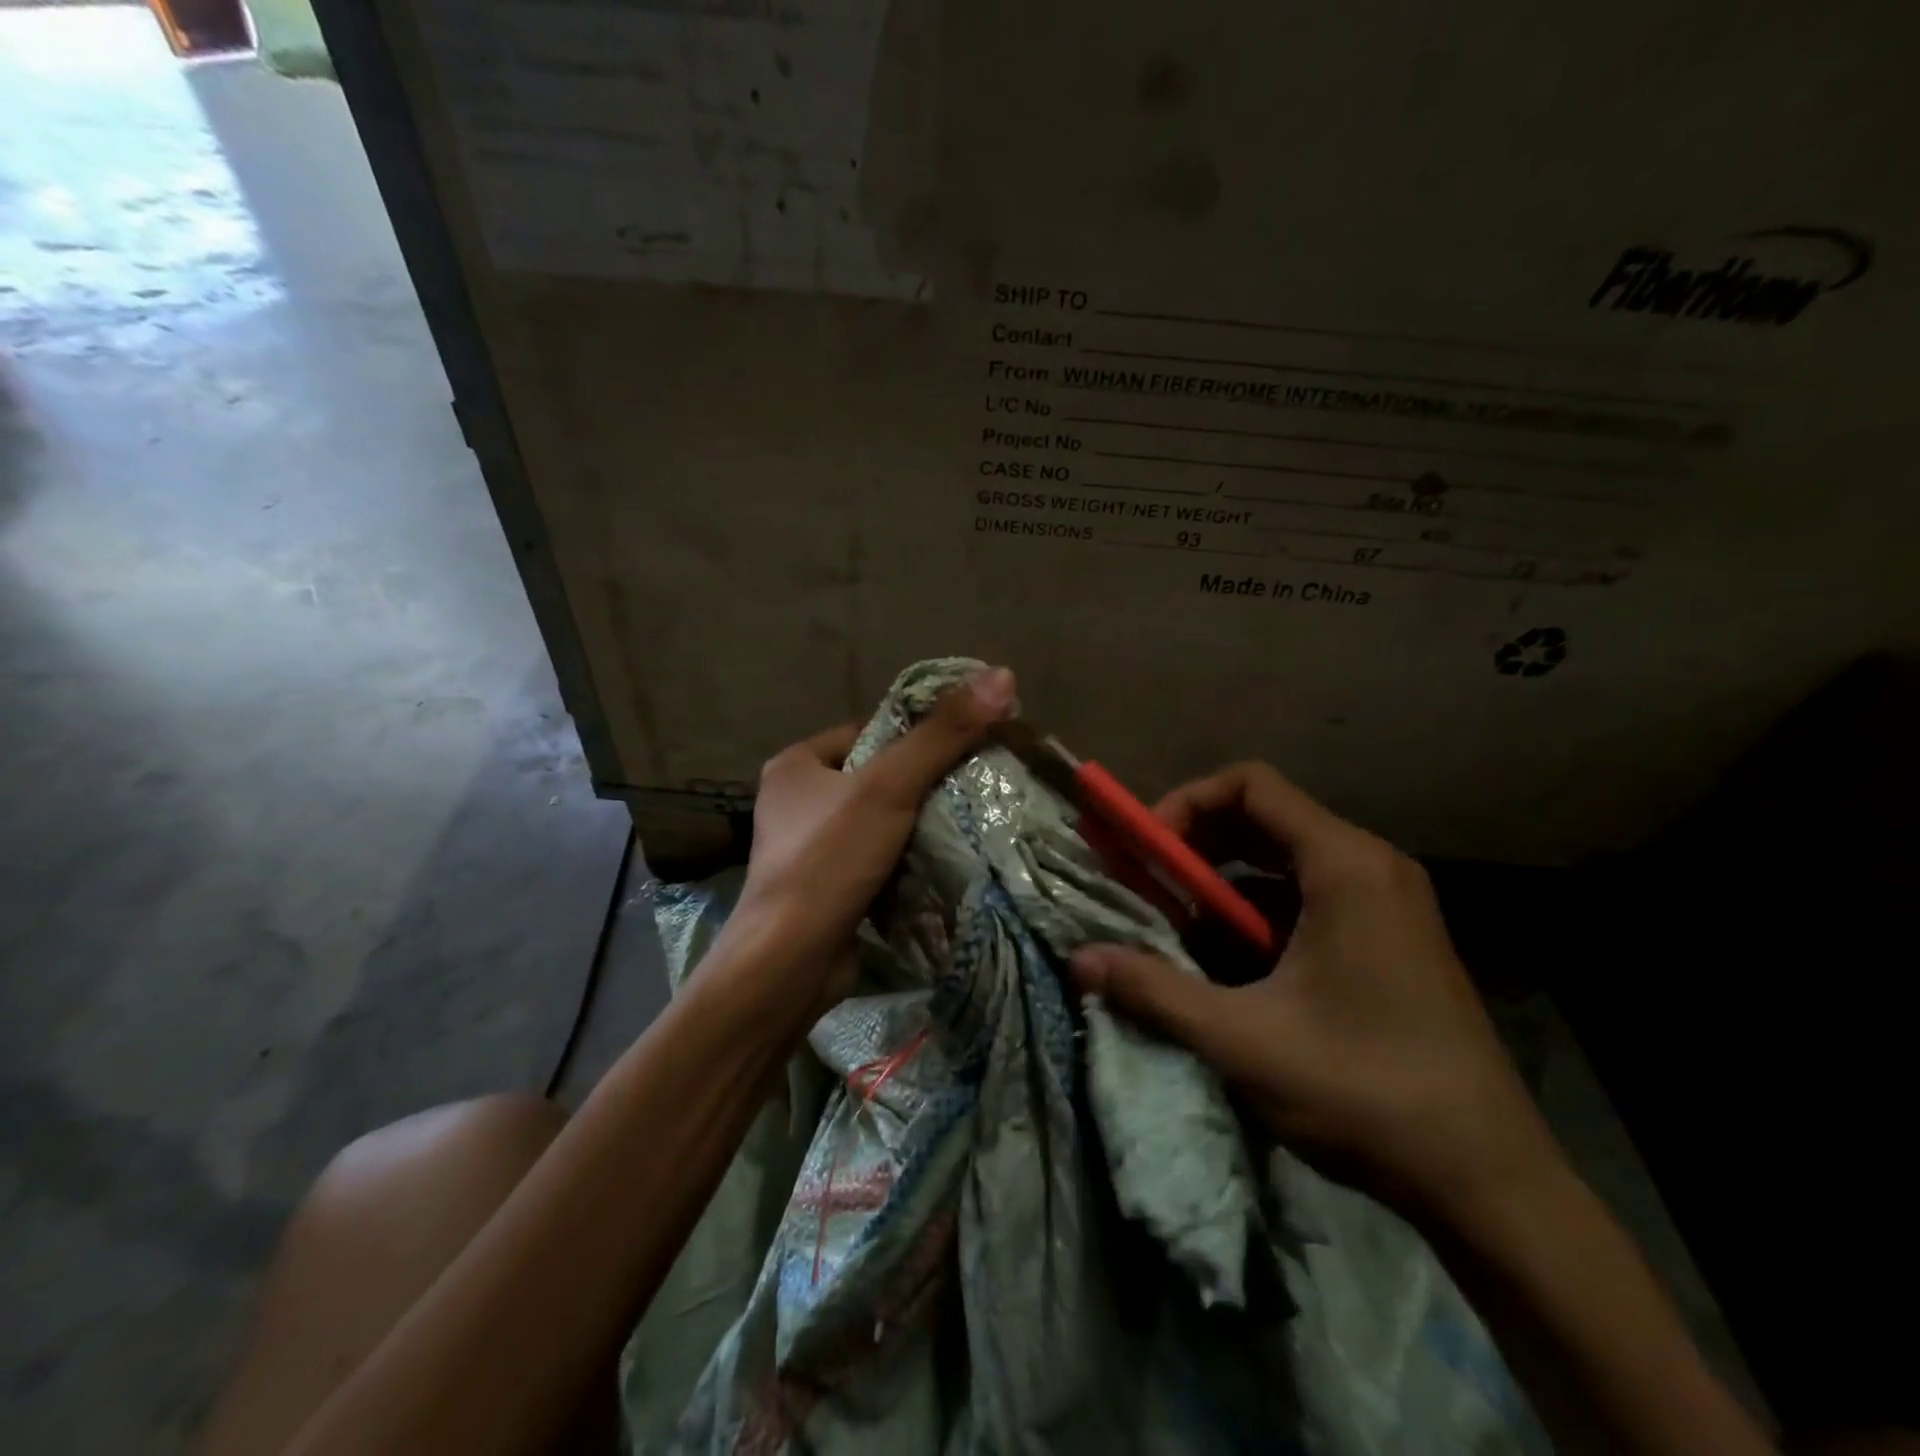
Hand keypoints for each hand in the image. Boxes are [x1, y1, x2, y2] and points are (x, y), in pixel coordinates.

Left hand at [709, 667, 1016, 1026]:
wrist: (790, 962)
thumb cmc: (830, 859)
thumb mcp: (890, 787)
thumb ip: (943, 734)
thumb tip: (1001, 675)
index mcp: (797, 764)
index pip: (870, 731)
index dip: (917, 735)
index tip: (965, 746)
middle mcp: (797, 801)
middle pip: (877, 776)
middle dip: (923, 784)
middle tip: (975, 786)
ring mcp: (809, 848)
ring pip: (880, 820)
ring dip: (919, 824)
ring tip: (968, 822)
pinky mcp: (826, 887)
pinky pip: (876, 858)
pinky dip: (906, 858)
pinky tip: (942, 862)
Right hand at [1070, 761, 1560, 1223]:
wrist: (1489, 1181)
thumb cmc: (1366, 1091)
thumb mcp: (1243, 1040)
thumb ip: (1154, 990)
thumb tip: (1078, 960)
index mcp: (1345, 865)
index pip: (1249, 785)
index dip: (1184, 804)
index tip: (1145, 853)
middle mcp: (1369, 866)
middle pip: (1262, 819)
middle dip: (1193, 847)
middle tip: (1145, 886)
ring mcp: (1384, 903)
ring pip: (1281, 862)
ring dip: (1220, 885)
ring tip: (1175, 928)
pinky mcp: (1386, 939)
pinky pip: (1305, 898)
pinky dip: (1255, 915)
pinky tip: (1226, 964)